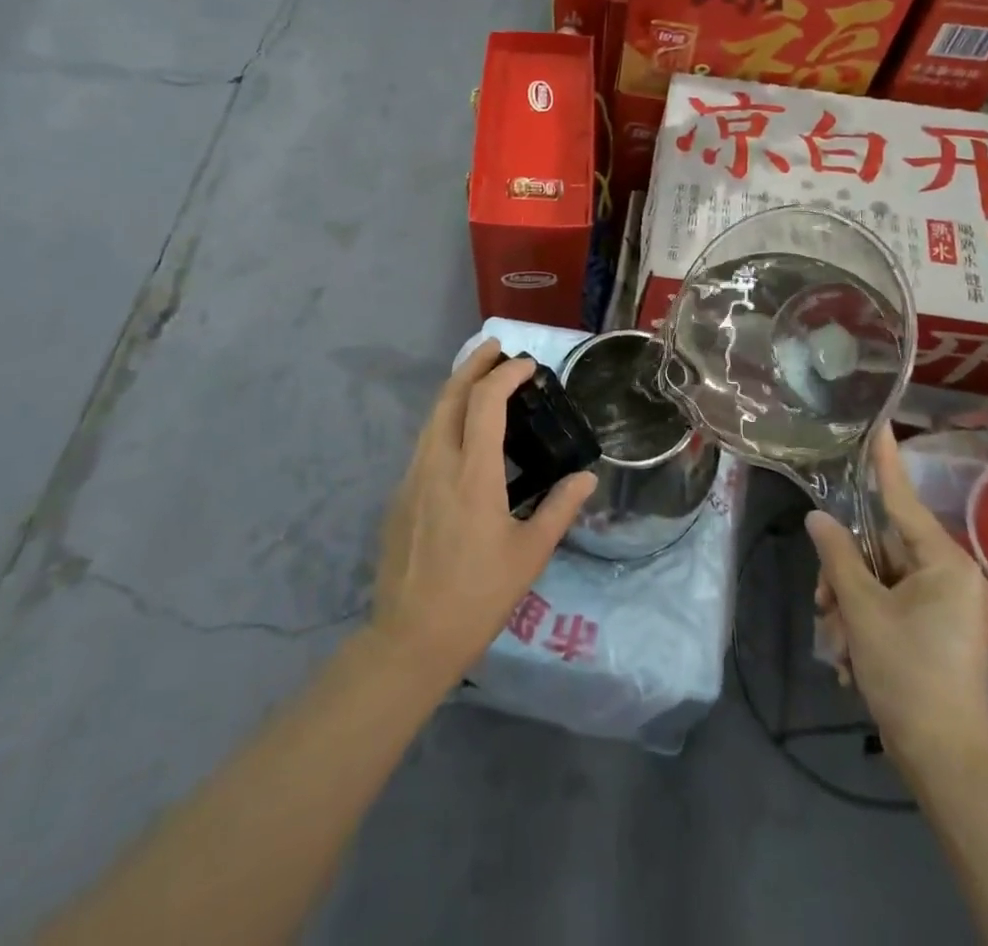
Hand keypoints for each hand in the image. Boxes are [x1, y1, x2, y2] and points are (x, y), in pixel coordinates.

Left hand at [371, 340, 597, 691]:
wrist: (411, 638)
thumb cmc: (478, 596)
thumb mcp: (530, 554)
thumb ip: (560, 509)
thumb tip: (588, 478)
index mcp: (473, 473)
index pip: (486, 402)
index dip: (506, 375)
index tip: (528, 365)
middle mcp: (437, 463)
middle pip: (450, 396)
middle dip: (473, 364)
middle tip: (495, 348)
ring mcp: (412, 477)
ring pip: (432, 416)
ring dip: (455, 389)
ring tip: (480, 379)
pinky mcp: (400, 495)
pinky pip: (424, 441)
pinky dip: (445, 419)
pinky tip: (460, 433)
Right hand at [807, 426, 987, 777]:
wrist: (947, 761)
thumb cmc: (907, 674)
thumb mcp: (862, 610)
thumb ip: (838, 555)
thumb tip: (819, 518)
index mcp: (945, 562)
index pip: (902, 499)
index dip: (884, 462)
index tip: (878, 425)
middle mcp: (954, 575)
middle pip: (884, 548)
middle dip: (846, 573)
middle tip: (822, 602)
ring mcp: (951, 604)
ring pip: (884, 579)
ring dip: (851, 603)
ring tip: (837, 641)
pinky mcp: (943, 629)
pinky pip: (895, 603)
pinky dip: (868, 620)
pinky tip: (851, 654)